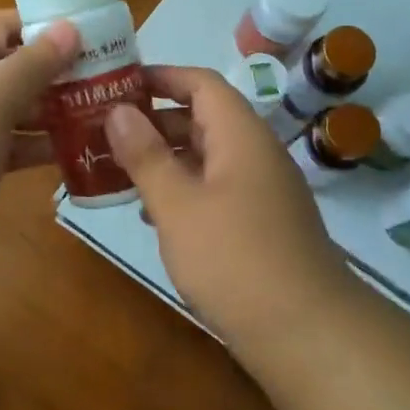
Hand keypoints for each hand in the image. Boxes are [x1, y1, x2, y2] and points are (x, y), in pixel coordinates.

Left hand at [0, 9, 79, 292]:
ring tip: (101, 115)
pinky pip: (5, 149)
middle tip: (108, 79)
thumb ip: (30, 65)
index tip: (92, 34)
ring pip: (10, 111)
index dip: (43, 25)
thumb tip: (67, 26)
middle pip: (8, 68)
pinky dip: (35, 148)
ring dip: (50, 112)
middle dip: (55, 72)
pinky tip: (73, 153)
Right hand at [105, 66, 350, 337]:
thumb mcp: (178, 205)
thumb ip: (146, 156)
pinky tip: (151, 212)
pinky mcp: (261, 224)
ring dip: (165, 157)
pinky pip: (216, 189)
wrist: (307, 333)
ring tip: (116, 168)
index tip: (116, 83)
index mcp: (241, 135)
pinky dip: (183, 190)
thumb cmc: (235, 258)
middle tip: (103, 129)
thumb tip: (118, 110)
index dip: (160, 76)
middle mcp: (255, 153)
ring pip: (207, 157)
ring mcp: (262, 190)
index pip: (201, 83)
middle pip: (203, 118)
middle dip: (154, 120)